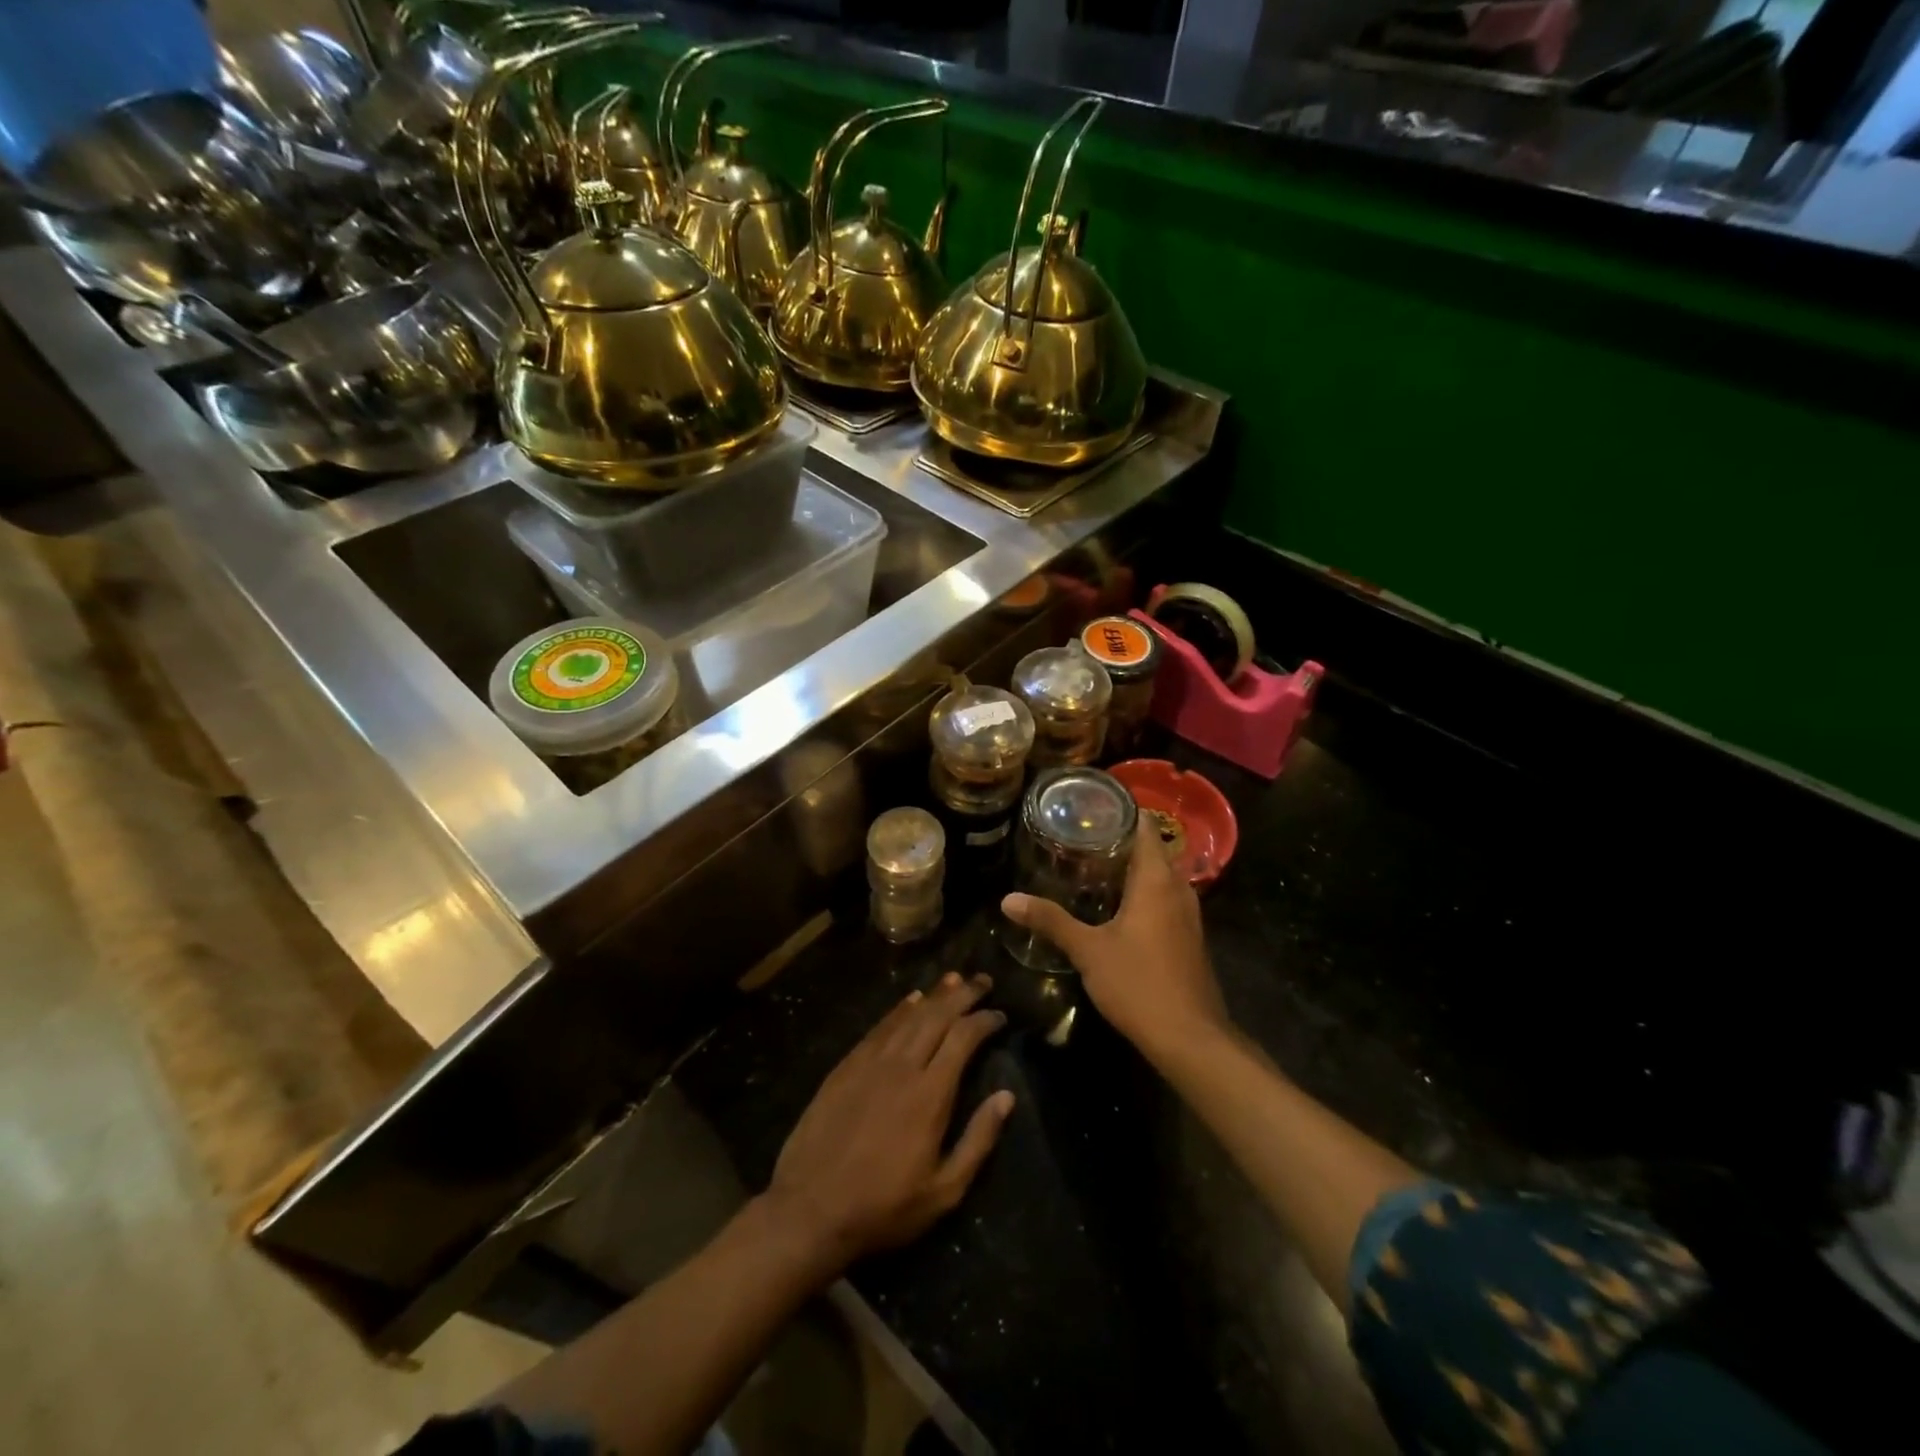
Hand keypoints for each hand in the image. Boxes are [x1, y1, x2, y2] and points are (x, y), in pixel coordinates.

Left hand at [767, 973, 1013, 1275]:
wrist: (810, 1209)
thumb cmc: (884, 1207)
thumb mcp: (943, 1191)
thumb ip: (978, 1140)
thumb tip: (1006, 1097)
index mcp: (930, 1093)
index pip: (963, 1038)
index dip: (984, 1020)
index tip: (999, 1014)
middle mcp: (902, 1066)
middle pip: (937, 1016)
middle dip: (963, 995)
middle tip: (982, 980)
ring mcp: (870, 1062)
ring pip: (908, 1015)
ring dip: (934, 995)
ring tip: (954, 980)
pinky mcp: (846, 1066)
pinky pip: (879, 1027)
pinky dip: (899, 1009)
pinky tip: (910, 1001)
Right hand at [1002, 822, 1227, 1063]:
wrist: (1190, 1038)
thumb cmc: (1139, 983)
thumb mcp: (1087, 950)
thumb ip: (1050, 921)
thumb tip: (1008, 899)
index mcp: (1157, 880)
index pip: (1146, 827)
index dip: (1122, 811)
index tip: (1091, 805)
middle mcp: (1178, 889)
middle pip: (1153, 849)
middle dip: (1120, 840)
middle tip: (1081, 836)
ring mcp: (1189, 915)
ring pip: (1161, 876)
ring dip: (1133, 868)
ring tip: (1093, 865)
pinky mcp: (1189, 937)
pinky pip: (1166, 898)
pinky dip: (1144, 892)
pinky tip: (1116, 906)